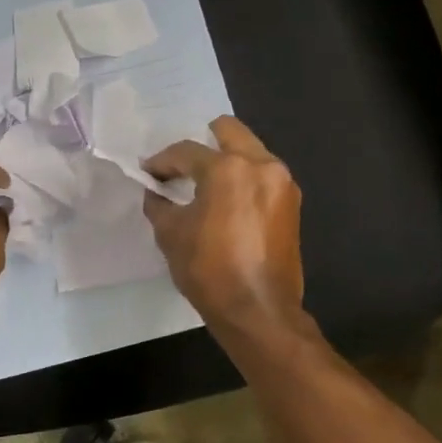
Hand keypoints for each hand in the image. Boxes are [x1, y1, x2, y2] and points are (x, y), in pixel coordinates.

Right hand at [142, 116, 306, 333]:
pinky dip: (244, 179)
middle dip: (202, 143)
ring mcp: (283, 183)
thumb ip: (160, 204)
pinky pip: (263, 176)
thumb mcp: (171, 234)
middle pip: (229, 132)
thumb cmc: (210, 270)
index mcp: (228, 168)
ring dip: (227, 160)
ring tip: (205, 184)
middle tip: (182, 166)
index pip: (187, 151)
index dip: (162, 161)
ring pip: (251, 151)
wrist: (259, 310)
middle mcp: (262, 165)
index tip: (148, 173)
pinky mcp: (292, 203)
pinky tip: (227, 202)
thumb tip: (156, 192)